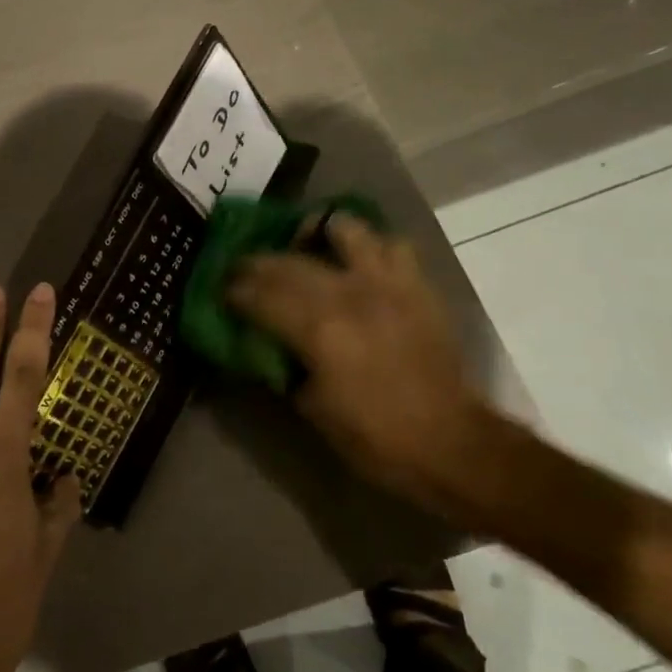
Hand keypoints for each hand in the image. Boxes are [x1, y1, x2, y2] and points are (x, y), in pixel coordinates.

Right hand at [226, 214, 494, 520]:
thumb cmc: (374, 436)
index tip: (221, 290)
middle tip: (244, 270)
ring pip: (345, 230)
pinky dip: (370, 245)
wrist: (450, 442)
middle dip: (258, 263)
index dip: (234, 290)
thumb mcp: (311, 408)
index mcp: (318, 329)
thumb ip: (283, 366)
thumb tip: (263, 342)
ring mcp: (387, 283)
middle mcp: (349, 293)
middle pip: (289, 261)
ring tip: (308, 244)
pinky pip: (392, 244)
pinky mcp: (416, 285)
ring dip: (318, 232)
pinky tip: (359, 262)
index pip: (259, 295)